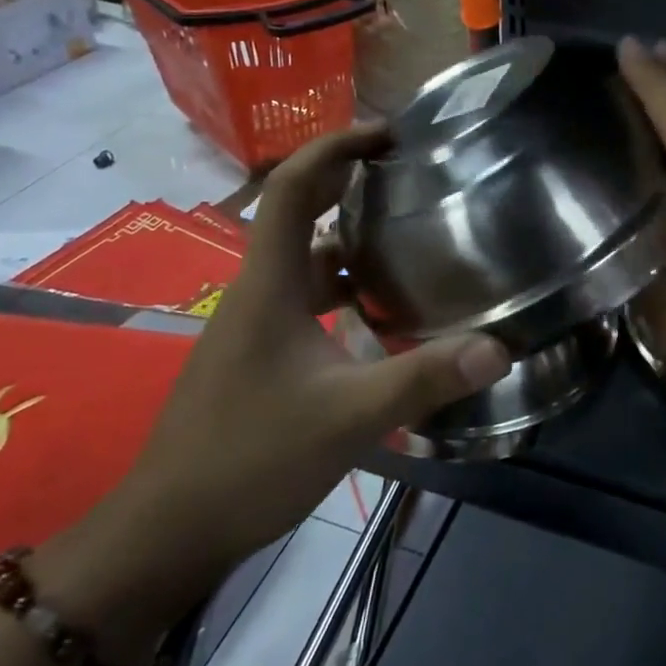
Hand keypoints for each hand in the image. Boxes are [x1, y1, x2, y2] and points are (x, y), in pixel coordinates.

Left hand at [39, 125, 509, 657]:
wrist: (168, 531)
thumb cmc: (248, 460)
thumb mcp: (347, 417)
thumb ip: (423, 379)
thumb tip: (498, 347)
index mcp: (268, 286)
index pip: (289, 189)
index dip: (333, 149)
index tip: (385, 134)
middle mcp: (258, 292)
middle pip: (296, 213)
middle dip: (347, 181)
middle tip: (408, 172)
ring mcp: (255, 325)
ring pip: (305, 261)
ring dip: (349, 239)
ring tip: (408, 234)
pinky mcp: (260, 355)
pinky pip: (307, 298)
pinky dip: (344, 287)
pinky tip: (383, 311)